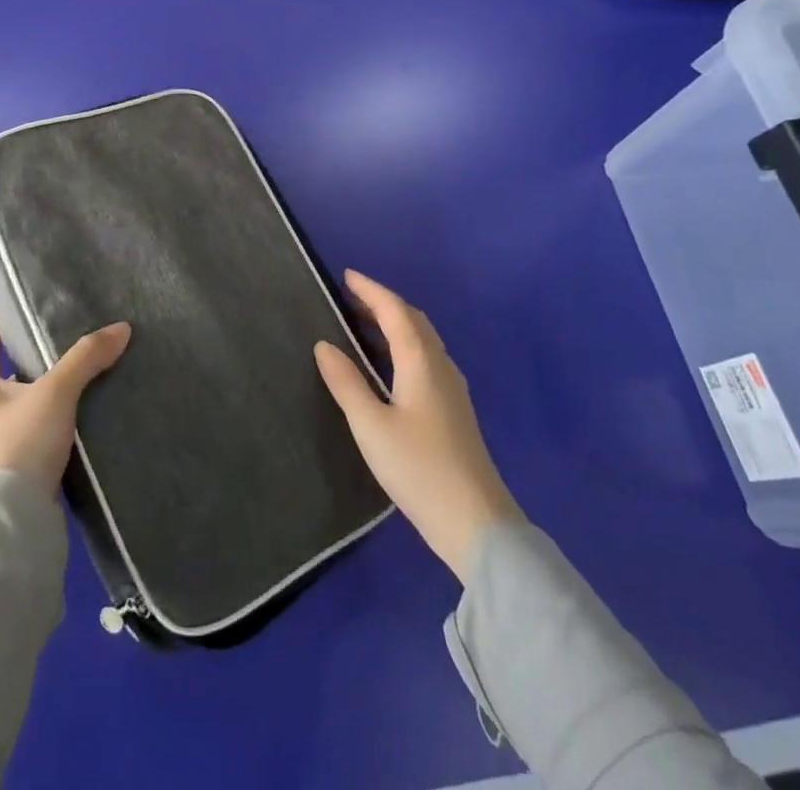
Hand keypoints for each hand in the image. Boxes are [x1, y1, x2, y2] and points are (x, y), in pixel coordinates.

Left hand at [0, 315, 131, 494]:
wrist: (10, 528)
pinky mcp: (14, 465)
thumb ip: (86, 358)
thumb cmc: (20, 445)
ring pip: (24, 398)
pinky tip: (85, 414)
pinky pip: (35, 427)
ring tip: (87, 374)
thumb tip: (121, 328)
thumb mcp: (56, 394)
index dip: (2, 315)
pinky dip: (56, 416)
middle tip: (75, 338)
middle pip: (6, 364)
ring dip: (50, 387)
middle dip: (38, 351)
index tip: (35, 308)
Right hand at [315, 271, 520, 582]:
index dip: (370, 290)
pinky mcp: (454, 410)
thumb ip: (346, 382)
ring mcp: (452, 389)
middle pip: (413, 321)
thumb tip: (324, 344)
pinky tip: (389, 365)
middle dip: (382, 303)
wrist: (476, 523)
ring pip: (422, 340)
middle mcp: (440, 366)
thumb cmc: (418, 468)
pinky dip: (403, 346)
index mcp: (420, 362)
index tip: (346, 276)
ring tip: (362, 325)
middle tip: (350, 298)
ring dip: (394, 324)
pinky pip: (426, 359)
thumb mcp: (370, 426)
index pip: (395, 311)